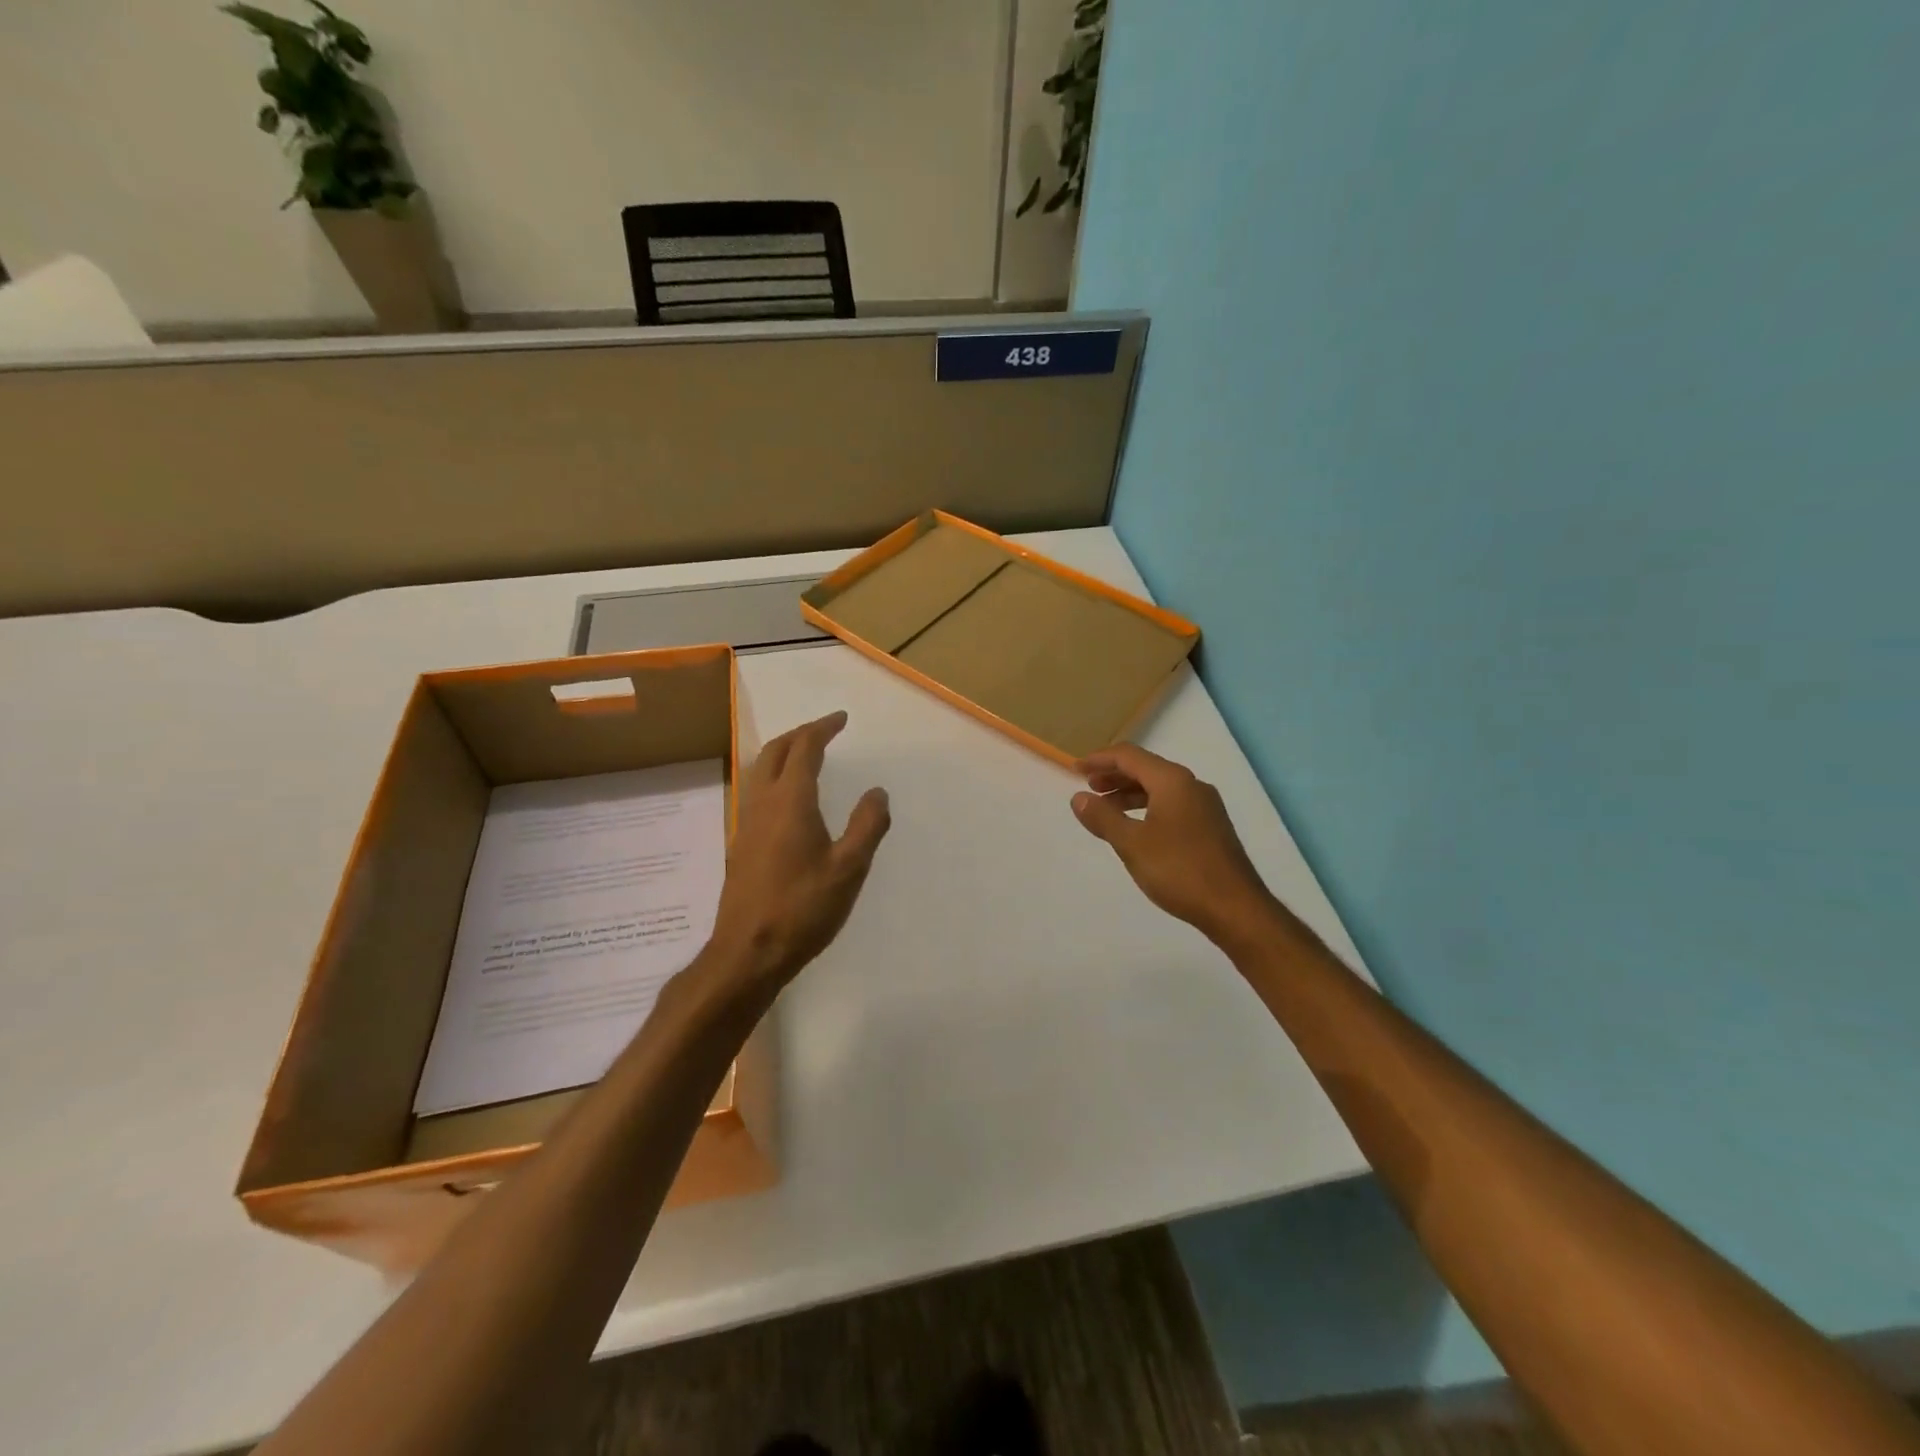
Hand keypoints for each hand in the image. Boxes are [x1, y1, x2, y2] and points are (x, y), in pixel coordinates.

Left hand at [707, 710, 890, 992]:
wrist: (748, 952)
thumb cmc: (803, 908)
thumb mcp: (849, 869)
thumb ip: (867, 826)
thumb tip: (877, 792)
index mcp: (790, 801)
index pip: (805, 749)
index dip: (823, 729)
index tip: (841, 719)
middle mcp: (763, 803)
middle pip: (775, 752)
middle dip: (800, 734)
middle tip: (824, 731)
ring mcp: (746, 823)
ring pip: (760, 771)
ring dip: (783, 754)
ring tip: (806, 755)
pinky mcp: (740, 844)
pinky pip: (756, 792)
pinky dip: (774, 777)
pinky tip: (788, 799)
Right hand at [1071, 744, 1275, 943]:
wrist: (1235, 908)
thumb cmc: (1180, 870)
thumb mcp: (1132, 844)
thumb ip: (1103, 817)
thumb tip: (1079, 797)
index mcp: (1173, 781)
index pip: (1129, 756)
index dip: (1099, 759)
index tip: (1074, 770)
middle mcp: (1191, 785)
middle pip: (1146, 768)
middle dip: (1114, 775)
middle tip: (1088, 788)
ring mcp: (1205, 806)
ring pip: (1160, 788)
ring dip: (1129, 793)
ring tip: (1106, 809)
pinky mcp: (1211, 827)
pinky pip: (1172, 804)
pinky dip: (1147, 807)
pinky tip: (1137, 828)